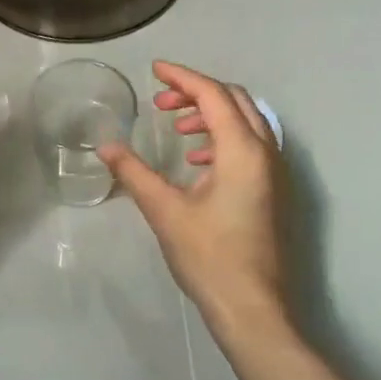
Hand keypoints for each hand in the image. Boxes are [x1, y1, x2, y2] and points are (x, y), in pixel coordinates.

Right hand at [97, 61, 294, 339]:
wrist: (253, 309)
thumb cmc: (209, 257)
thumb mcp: (164, 210)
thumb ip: (134, 172)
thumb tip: (106, 145)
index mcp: (242, 151)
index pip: (212, 95)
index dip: (182, 77)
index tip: (154, 70)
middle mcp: (266, 153)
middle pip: (234, 100)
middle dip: (196, 92)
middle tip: (161, 101)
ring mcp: (274, 173)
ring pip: (245, 122)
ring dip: (210, 115)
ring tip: (176, 128)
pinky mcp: (273, 192)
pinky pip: (250, 145)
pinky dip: (222, 139)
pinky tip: (196, 162)